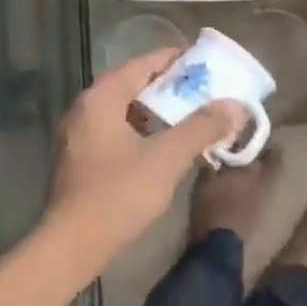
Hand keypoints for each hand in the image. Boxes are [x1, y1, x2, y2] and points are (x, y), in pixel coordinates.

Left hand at [45, 49, 242, 258]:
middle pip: (133, 85)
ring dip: (157, 111)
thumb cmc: (118, 195)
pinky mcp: (80, 159)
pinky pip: (116, 131)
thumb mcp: (167, 158)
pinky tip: (165, 146)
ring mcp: (78, 135)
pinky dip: (142, 130)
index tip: (205, 61)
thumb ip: (202, 127)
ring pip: (125, 111)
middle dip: (170, 87)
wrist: (71, 246)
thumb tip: (235, 105)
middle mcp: (85, 108)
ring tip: (191, 115)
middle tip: (205, 89)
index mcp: (101, 98)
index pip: (142, 63)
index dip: (175, 59)